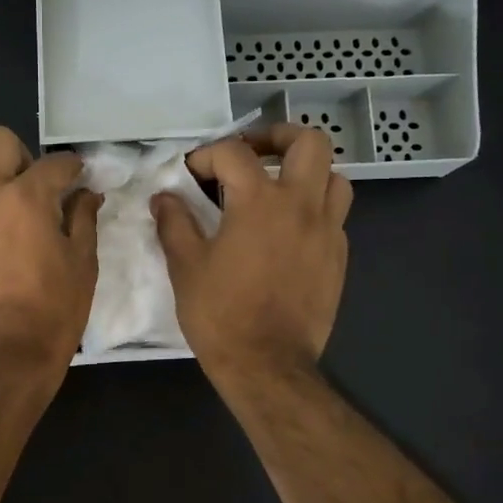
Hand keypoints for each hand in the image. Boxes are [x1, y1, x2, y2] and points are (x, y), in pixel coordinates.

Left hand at [0, 126, 100, 380]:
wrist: (5, 358)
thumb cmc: (53, 312)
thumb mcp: (83, 265)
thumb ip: (83, 220)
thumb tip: (86, 193)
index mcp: (26, 199)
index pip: (54, 164)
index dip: (71, 168)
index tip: (76, 179)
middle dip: (18, 157)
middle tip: (29, 188)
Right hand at [152, 123, 351, 382]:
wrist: (267, 364)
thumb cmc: (221, 314)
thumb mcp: (186, 266)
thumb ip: (174, 223)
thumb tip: (164, 198)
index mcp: (260, 201)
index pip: (234, 153)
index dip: (207, 155)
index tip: (190, 174)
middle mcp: (302, 205)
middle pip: (310, 142)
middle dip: (278, 137)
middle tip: (253, 153)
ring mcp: (327, 231)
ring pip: (334, 177)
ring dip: (306, 173)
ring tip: (278, 189)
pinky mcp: (338, 257)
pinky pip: (334, 216)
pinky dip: (314, 209)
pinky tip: (288, 232)